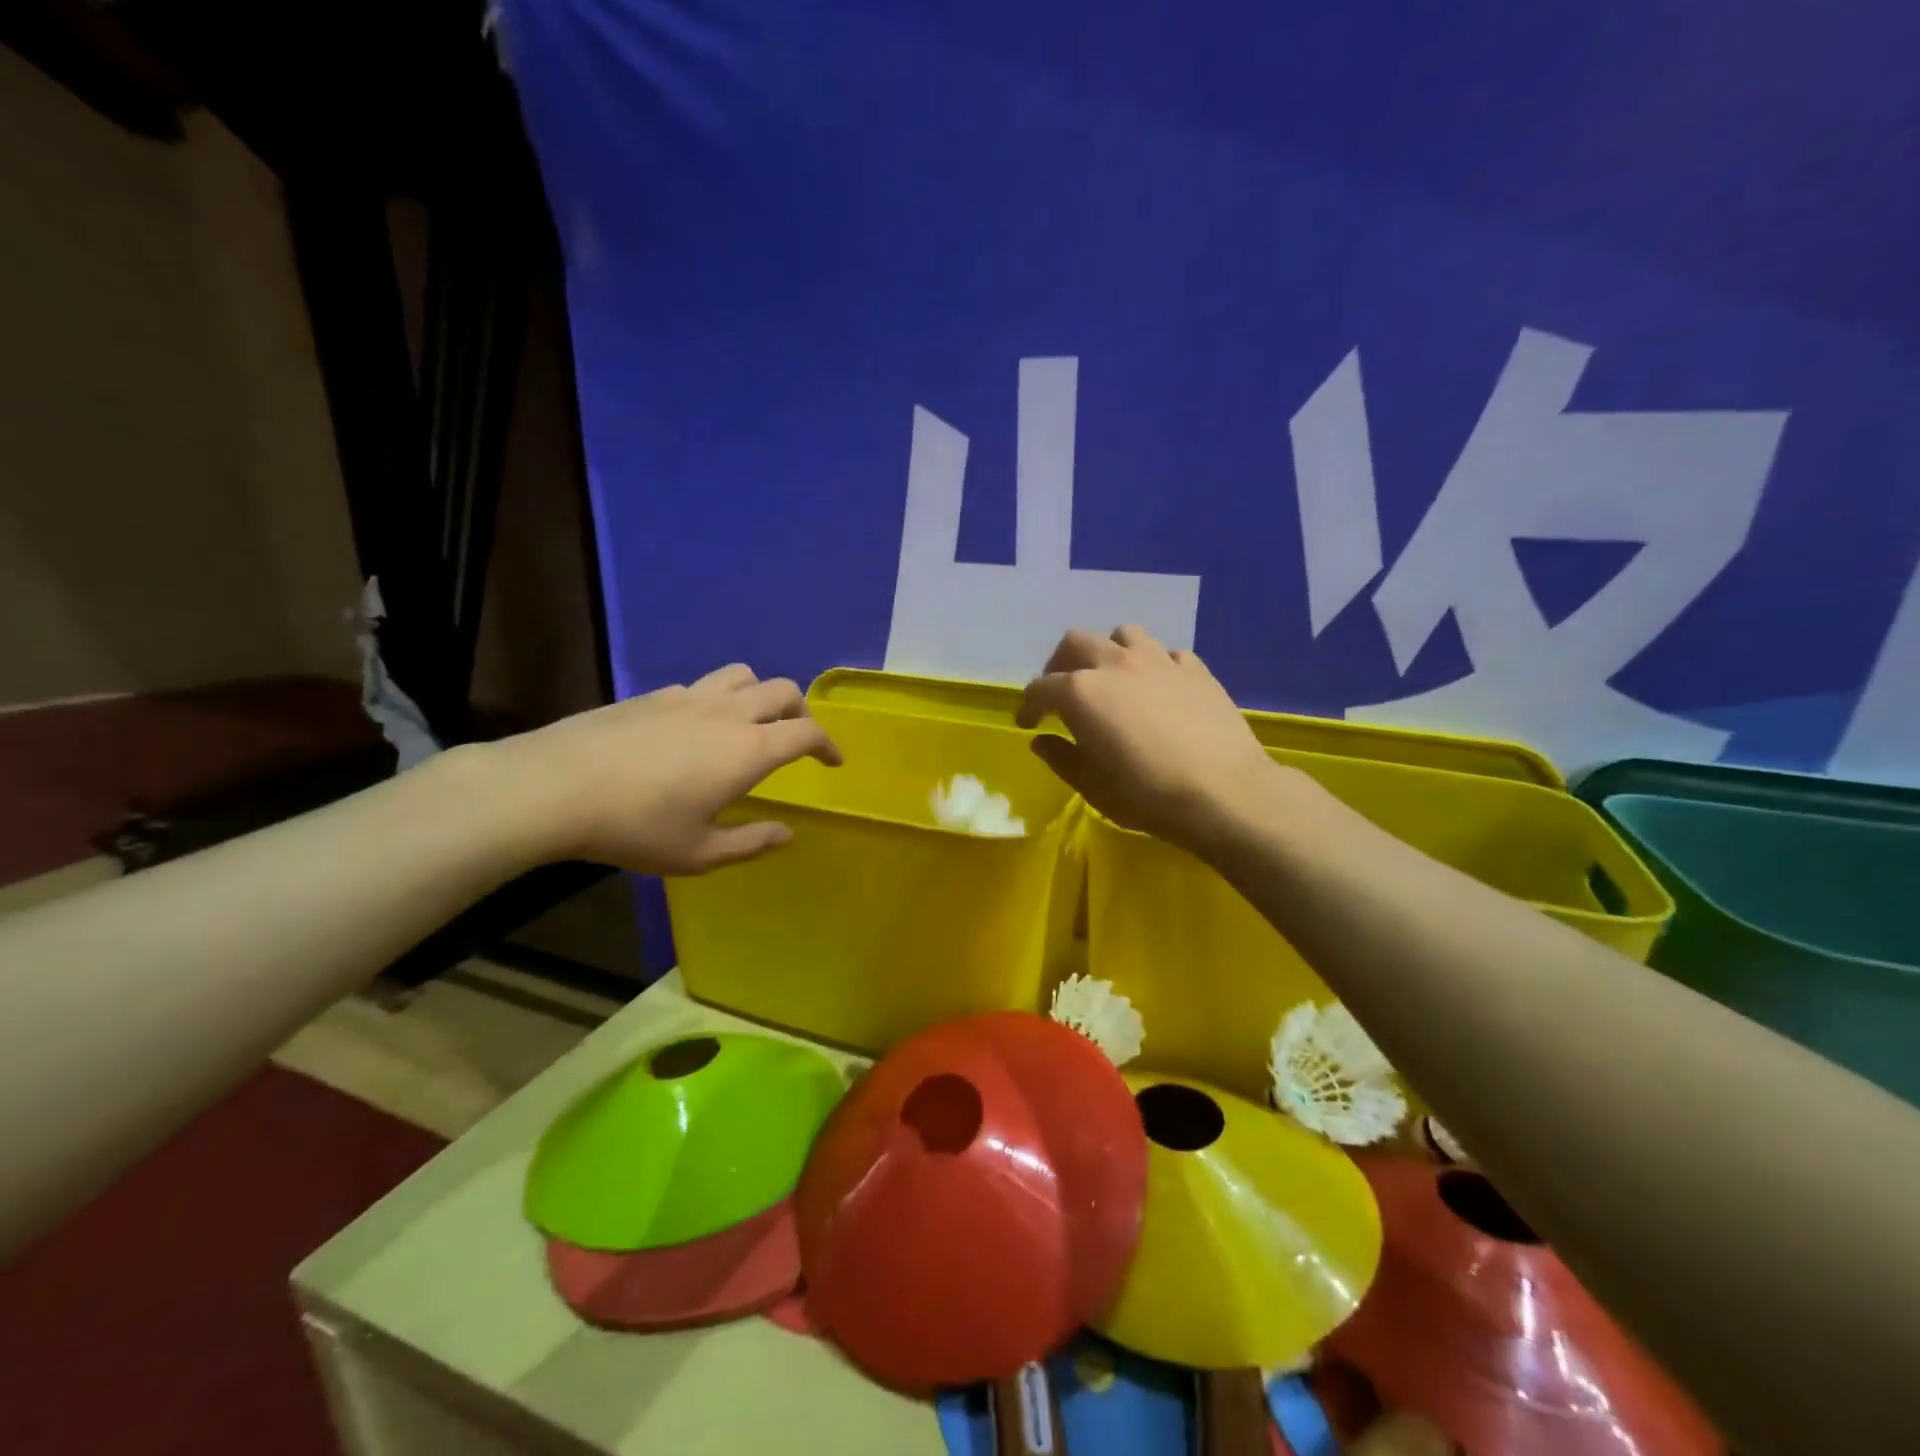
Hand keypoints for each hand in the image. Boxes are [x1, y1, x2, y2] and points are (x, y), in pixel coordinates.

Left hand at [498, 664, 840, 873]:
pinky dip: (720, 698)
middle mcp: (727, 713)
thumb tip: (787, 834)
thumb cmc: (635, 828)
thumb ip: (751, 843)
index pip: (807, 733)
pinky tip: (698, 727)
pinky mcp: (655, 694)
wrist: (555, 788)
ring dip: (761, 694)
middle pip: (783, 691)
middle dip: (802, 711)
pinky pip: (704, 685)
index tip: (834, 761)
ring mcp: (689, 697)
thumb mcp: (698, 853)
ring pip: (743, 675)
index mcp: (748, 750)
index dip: (829, 745)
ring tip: (753, 721)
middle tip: (798, 738)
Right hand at [1017, 626, 1280, 853]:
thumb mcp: (1092, 786)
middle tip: (1061, 693)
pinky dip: (1153, 666)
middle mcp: (1115, 664)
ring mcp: (1158, 661)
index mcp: (1081, 692)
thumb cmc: (1147, 794)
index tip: (1027, 723)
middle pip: (1075, 643)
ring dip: (1108, 652)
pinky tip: (1157, 689)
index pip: (1040, 688)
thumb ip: (1062, 758)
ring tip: (1111, 679)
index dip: (1028, 706)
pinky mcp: (1195, 669)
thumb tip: (1042, 741)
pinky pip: (1166, 654)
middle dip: (1060, 665)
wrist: (1224, 792)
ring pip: (1123, 635)